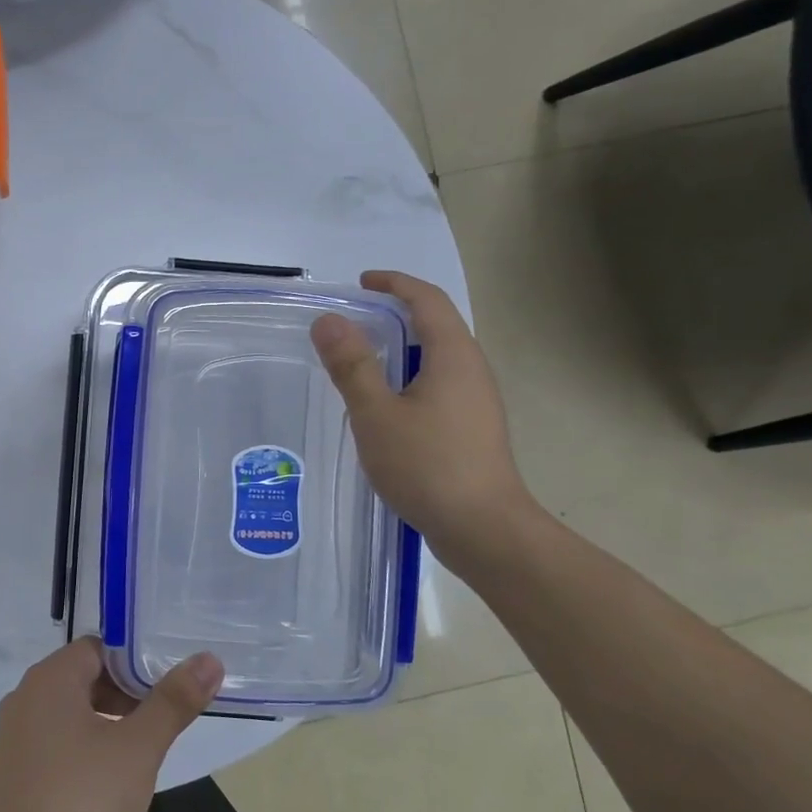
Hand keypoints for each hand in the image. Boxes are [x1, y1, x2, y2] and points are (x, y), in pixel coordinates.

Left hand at [0, 638, 221, 811]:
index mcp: (50, 678)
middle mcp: (25, 697)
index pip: (97, 648)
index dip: (133, 663)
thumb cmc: (83, 799)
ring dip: (104, 724)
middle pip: (82, 678)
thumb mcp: (138, 748)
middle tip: (160, 723)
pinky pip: (52, 743)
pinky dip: (80, 750)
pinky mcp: (11, 772)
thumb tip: (209, 660)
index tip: (166, 689)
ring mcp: (12, 736)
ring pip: (68, 713)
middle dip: (123, 696)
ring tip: (138, 755)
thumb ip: (173, 702)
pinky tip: (103, 785)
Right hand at [310, 270, 535, 559]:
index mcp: (453, 356)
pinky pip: (439, 384)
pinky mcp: (472, 428)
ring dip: (402, 347)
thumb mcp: (376, 414)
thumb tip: (328, 320)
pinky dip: (409, 376)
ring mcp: (476, 401)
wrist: (483, 529)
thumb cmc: (427, 465)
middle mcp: (472, 370)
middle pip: (437, 325)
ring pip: (438, 358)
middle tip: (354, 320)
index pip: (428, 300)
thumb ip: (352, 366)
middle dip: (397, 313)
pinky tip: (385, 405)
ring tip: (362, 359)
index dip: (396, 284)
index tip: (362, 282)